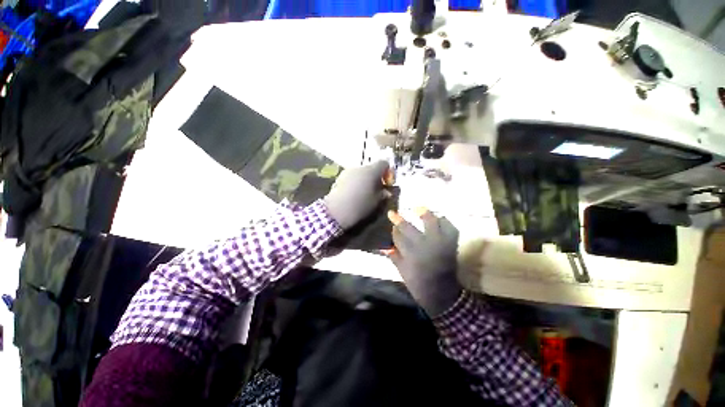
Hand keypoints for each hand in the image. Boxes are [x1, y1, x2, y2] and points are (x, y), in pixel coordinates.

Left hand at [323, 161, 390, 229]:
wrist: (336, 210)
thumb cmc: (360, 205)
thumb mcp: (376, 201)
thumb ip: (383, 194)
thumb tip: (387, 192)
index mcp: (372, 171)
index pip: (384, 163)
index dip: (388, 172)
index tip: (387, 184)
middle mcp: (360, 167)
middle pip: (371, 168)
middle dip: (376, 177)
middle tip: (377, 190)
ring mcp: (348, 171)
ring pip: (361, 173)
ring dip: (365, 180)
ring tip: (364, 193)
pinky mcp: (339, 177)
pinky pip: (352, 177)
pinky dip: (356, 182)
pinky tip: (354, 194)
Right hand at [386, 209, 461, 316]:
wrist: (443, 294)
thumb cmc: (419, 284)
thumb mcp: (403, 272)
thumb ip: (394, 256)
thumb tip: (384, 246)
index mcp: (410, 255)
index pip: (398, 237)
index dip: (393, 230)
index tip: (390, 226)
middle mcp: (424, 246)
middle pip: (409, 228)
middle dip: (399, 220)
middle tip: (392, 213)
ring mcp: (439, 243)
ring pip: (431, 222)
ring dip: (423, 213)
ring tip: (418, 208)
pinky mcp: (451, 244)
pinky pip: (449, 227)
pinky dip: (444, 221)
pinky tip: (438, 218)